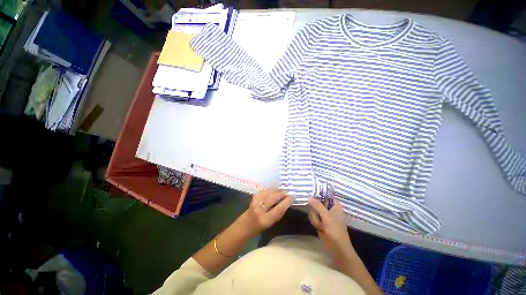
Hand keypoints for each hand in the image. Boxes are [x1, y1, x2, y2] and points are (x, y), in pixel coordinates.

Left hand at [238, 189, 293, 236]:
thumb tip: (286, 202)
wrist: (245, 225)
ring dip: (276, 190)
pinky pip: (264, 191)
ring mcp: (255, 202)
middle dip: (281, 194)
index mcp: (265, 220)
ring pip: (268, 192)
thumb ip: (278, 213)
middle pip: (273, 198)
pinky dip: (270, 190)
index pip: (278, 209)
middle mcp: (259, 209)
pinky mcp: (253, 197)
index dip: (286, 202)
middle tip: (287, 193)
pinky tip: (273, 191)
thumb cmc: (259, 227)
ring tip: (281, 191)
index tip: (292, 197)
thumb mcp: (271, 223)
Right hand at [308, 197, 354, 265]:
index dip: (318, 195)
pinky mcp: (321, 221)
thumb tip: (309, 197)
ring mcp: (324, 215)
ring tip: (321, 225)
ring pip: (314, 210)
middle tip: (319, 217)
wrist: (337, 249)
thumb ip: (318, 206)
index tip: (311, 197)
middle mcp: (330, 208)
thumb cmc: (335, 231)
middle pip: (317, 202)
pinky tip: (319, 228)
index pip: (325, 195)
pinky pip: (313, 216)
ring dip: (315, 218)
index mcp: (335, 205)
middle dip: (315, 211)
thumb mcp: (326, 217)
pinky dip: (315, 222)